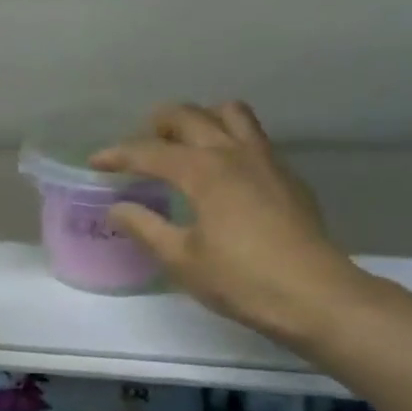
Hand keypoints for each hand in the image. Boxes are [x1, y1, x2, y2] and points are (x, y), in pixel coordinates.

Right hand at [92, 102, 373, 348]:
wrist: (316, 297)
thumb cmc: (241, 280)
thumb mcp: (181, 260)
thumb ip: (145, 227)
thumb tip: (118, 207)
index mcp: (203, 171)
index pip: (149, 151)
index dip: (118, 154)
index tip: (95, 162)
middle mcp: (233, 153)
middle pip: (189, 116)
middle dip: (156, 125)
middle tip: (138, 148)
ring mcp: (265, 160)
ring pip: (229, 113)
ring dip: (199, 119)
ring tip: (182, 145)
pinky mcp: (285, 175)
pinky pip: (251, 136)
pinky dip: (227, 138)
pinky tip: (220, 172)